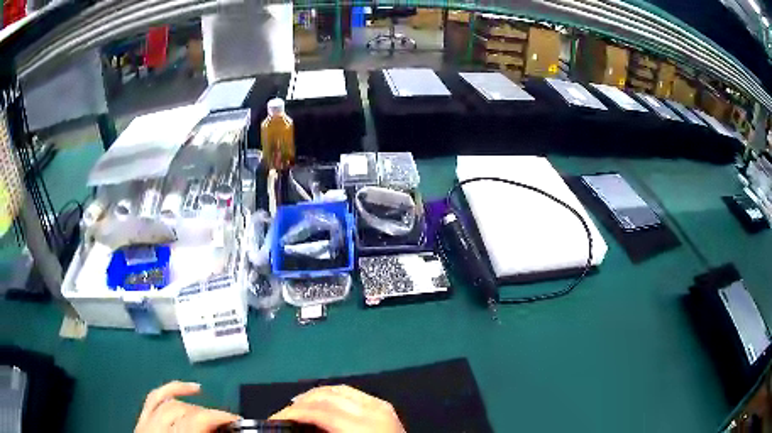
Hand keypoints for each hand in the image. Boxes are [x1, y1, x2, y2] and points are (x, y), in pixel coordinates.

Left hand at [135, 381, 239, 432]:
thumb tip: (224, 431)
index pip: (194, 420)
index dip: (217, 416)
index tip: (235, 421)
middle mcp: (154, 428)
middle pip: (181, 409)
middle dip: (205, 413)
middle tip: (223, 423)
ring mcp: (144, 423)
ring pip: (167, 401)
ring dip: (190, 402)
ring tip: (208, 405)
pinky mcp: (141, 421)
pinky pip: (153, 398)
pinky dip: (170, 389)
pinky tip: (186, 388)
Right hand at [270, 385, 404, 432]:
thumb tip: (297, 427)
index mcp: (363, 427)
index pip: (319, 411)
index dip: (293, 413)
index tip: (276, 418)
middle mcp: (372, 410)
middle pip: (327, 396)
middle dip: (301, 402)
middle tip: (285, 413)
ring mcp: (381, 406)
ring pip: (339, 389)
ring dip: (315, 395)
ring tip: (300, 406)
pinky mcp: (384, 406)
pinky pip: (353, 393)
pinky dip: (333, 395)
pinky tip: (324, 403)